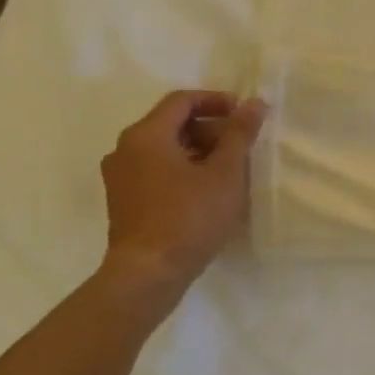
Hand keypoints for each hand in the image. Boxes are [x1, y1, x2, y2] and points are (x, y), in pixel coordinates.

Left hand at [100, 89, 265, 288]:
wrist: (148, 273)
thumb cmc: (190, 217)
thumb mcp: (225, 172)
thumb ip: (239, 134)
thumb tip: (254, 103)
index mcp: (146, 135)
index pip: (182, 100)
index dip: (216, 101)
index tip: (244, 115)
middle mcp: (125, 149)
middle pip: (172, 123)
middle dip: (210, 129)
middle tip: (242, 146)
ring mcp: (120, 177)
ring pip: (165, 149)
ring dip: (199, 151)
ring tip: (229, 170)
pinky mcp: (123, 201)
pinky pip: (156, 170)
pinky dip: (182, 169)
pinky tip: (207, 191)